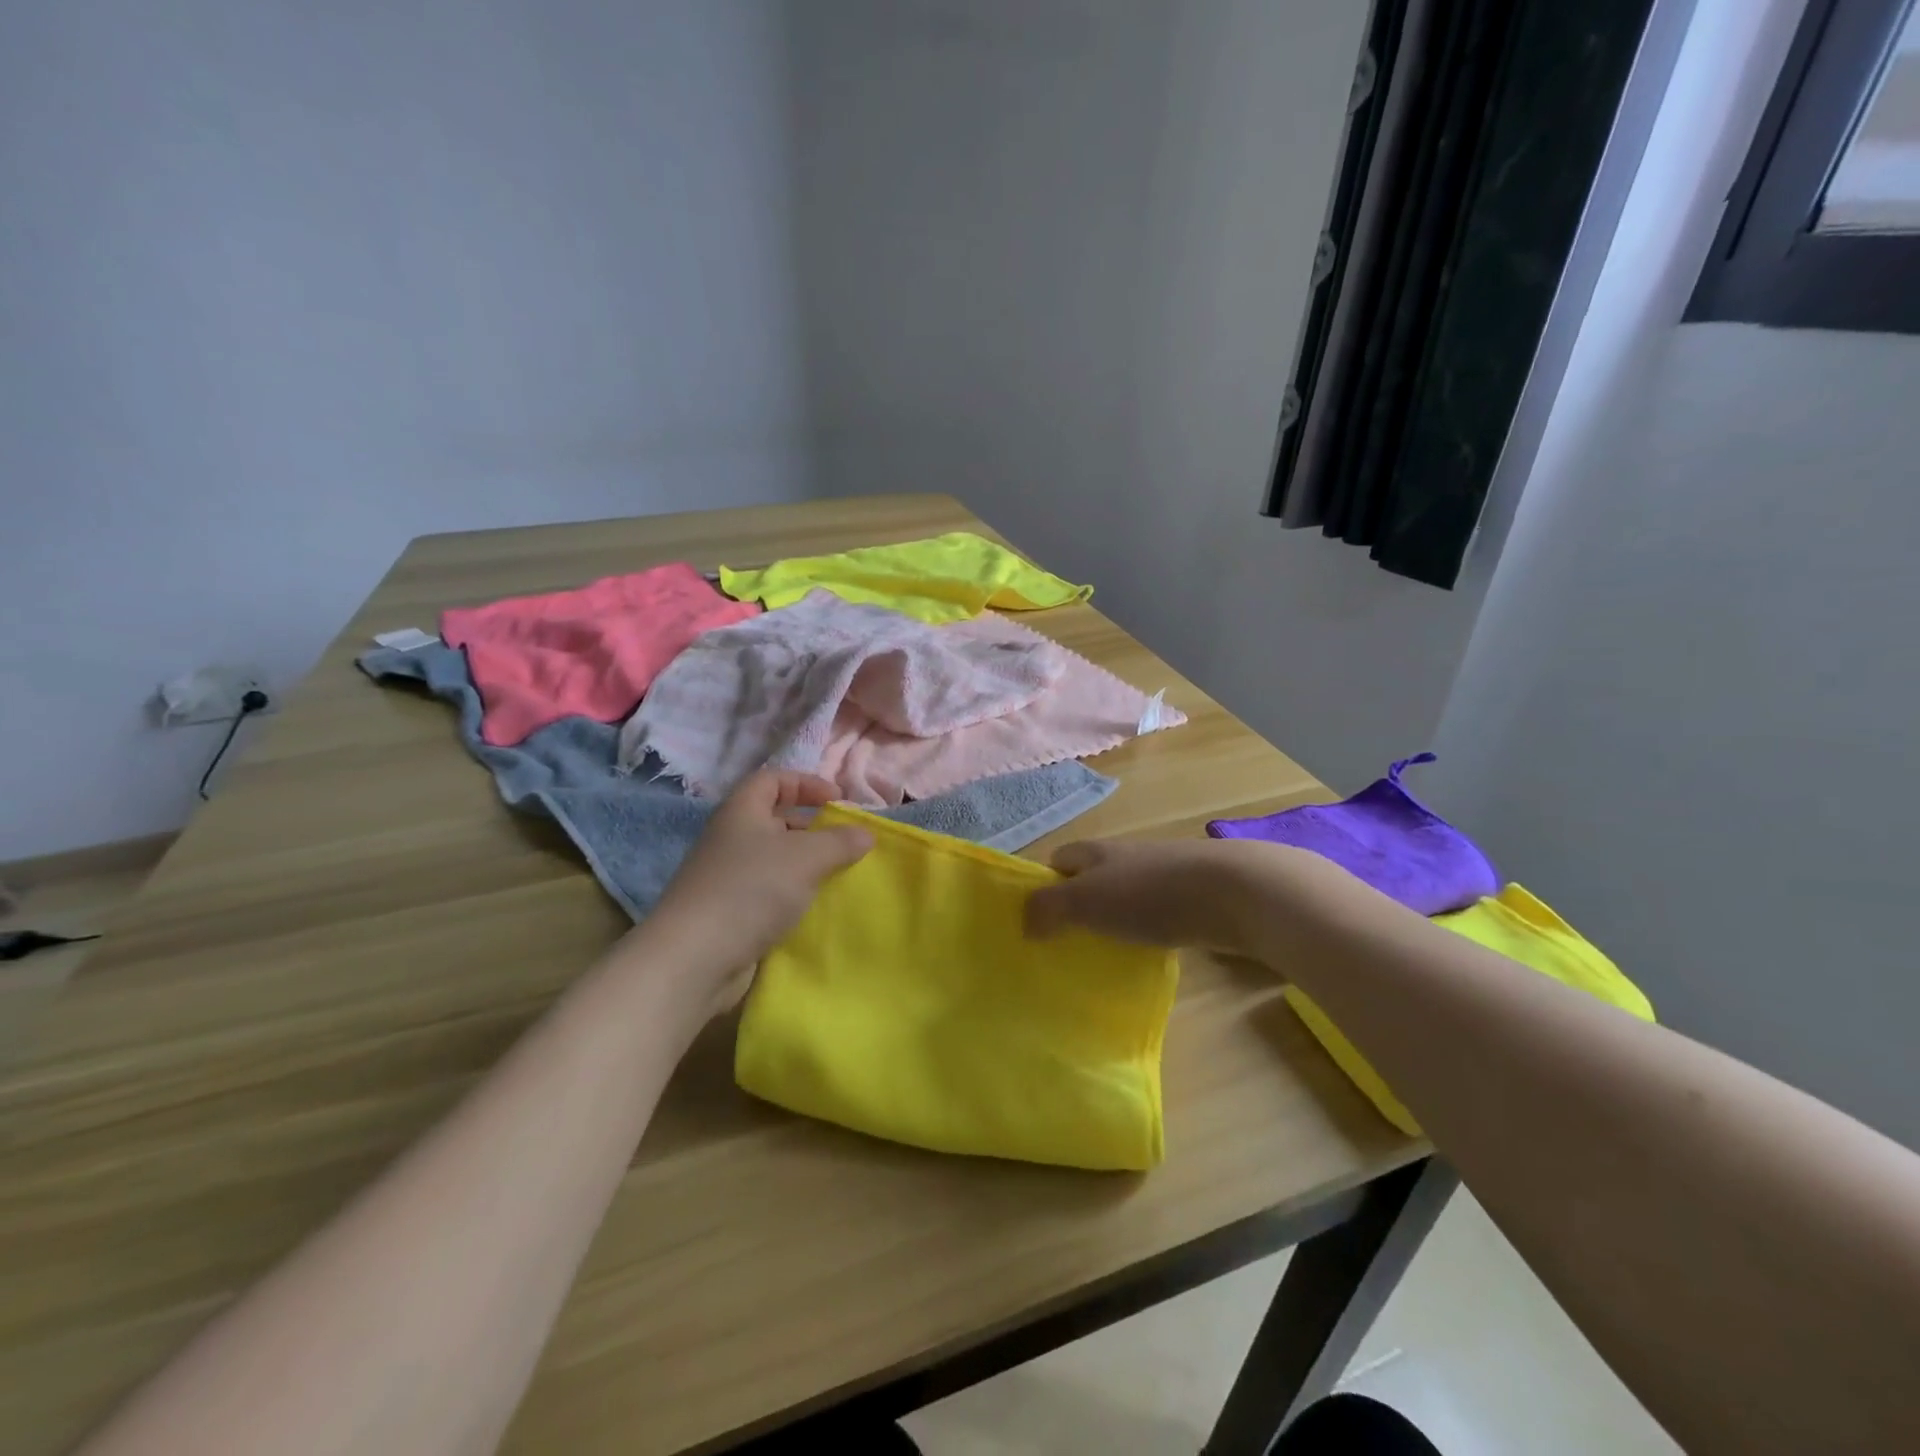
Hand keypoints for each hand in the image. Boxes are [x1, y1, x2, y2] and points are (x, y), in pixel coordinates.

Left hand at [626, 771, 871, 1013]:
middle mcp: (731, 839)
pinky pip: (769, 893)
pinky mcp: (729, 913)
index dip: (807, 783)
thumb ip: (840, 841)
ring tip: (838, 877)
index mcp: (741, 812)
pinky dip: (794, 896)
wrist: (695, 959)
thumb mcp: (807, 857)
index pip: (773, 779)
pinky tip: (816, 909)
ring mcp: (727, 878)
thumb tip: (865, 834)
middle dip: (812, 828)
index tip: (839, 801)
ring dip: (807, 866)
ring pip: (775, 860)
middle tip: (845, 843)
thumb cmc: (751, 890)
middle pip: (775, 820)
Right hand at [1024, 838, 1265, 951]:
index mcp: (1097, 852)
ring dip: (1112, 921)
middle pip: (1091, 878)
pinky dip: (1145, 931)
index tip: (1036, 921)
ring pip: (1124, 897)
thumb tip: (1024, 923)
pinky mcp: (1192, 898)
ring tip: (1102, 957)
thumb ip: (1048, 909)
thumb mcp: (1086, 900)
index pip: (1059, 859)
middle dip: (1077, 906)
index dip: (1044, 885)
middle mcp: (1126, 858)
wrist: (1234, 892)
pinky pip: (1155, 914)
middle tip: (1064, 946)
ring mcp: (1162, 876)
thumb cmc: (1150, 894)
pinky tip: (1147, 955)